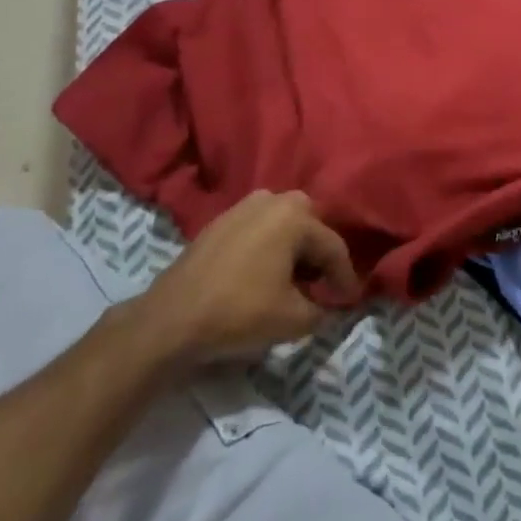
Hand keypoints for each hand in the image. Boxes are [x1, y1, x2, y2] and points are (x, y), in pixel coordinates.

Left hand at [126, 191, 361, 367]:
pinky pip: (257, 229)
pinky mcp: (219, 222)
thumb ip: (324, 310)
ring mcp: (241, 207)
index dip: (345, 278)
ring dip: (293, 248)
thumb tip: (332, 307)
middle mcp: (271, 200)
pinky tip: (263, 274)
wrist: (170, 320)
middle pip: (309, 226)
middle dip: (319, 254)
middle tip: (321, 285)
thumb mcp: (294, 319)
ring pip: (282, 224)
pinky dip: (268, 247)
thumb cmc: (240, 312)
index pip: (333, 247)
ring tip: (293, 280)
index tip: (349, 301)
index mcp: (294, 216)